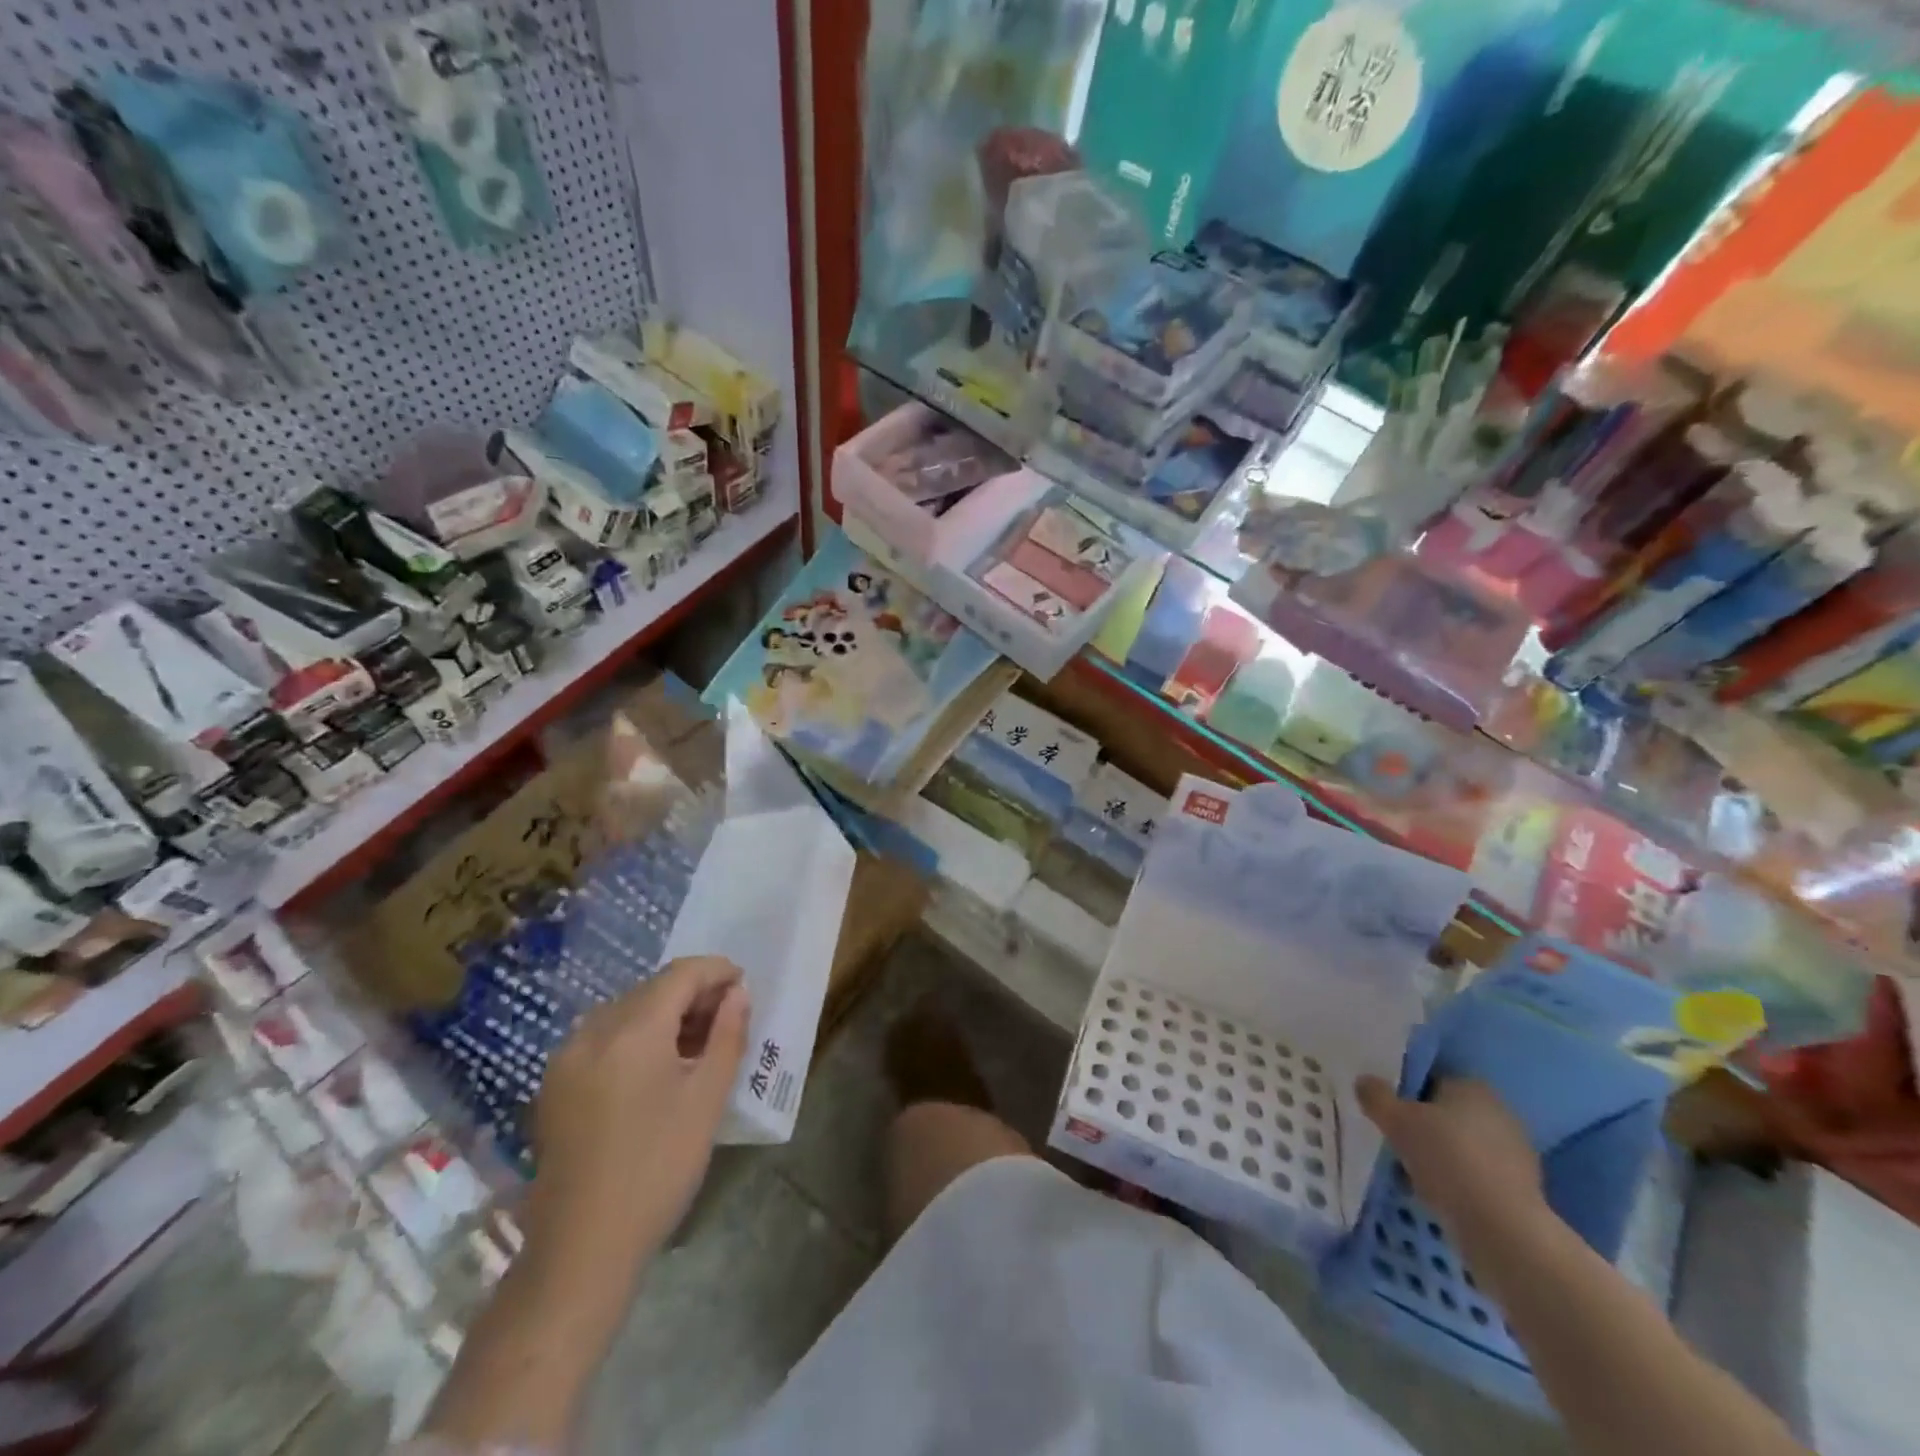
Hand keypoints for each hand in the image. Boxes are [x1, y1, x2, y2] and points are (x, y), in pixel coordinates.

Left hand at [531, 956, 750, 1263]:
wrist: (581, 1250)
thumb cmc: (658, 1168)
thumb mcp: (707, 1099)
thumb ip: (727, 1035)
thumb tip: (738, 993)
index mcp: (631, 1030)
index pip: (680, 974)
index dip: (716, 972)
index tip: (743, 985)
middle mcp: (592, 1031)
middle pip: (651, 989)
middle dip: (692, 994)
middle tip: (728, 1017)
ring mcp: (566, 1058)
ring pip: (625, 1011)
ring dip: (664, 1014)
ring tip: (698, 1043)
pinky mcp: (554, 1086)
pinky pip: (602, 1038)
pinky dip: (635, 1037)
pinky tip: (657, 1067)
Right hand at [1356, 1075, 1544, 1240]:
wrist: (1504, 1230)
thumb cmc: (1447, 1160)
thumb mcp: (1396, 1121)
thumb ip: (1376, 1096)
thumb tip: (1364, 1081)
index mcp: (1472, 1086)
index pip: (1431, 1080)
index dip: (1406, 1095)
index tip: (1388, 1114)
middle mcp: (1500, 1111)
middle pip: (1448, 1114)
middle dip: (1424, 1127)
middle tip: (1396, 1143)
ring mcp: (1517, 1152)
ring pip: (1463, 1146)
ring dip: (1441, 1156)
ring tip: (1412, 1174)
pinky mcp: (1524, 1189)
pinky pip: (1478, 1175)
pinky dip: (1459, 1182)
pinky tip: (1439, 1197)